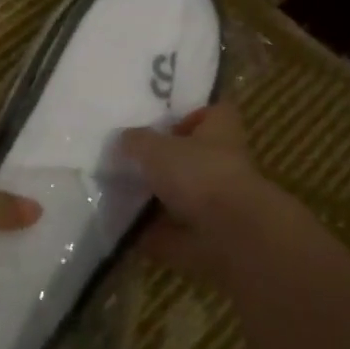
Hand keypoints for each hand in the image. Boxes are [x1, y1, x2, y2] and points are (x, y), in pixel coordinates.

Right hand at [120, 104, 281, 287]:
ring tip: (118, 193)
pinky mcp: (207, 236)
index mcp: (220, 131)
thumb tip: (124, 140)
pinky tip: (123, 229)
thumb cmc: (198, 175)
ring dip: (155, 198)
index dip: (190, 115)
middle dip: (164, 160)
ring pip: (182, 195)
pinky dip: (151, 233)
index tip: (162, 124)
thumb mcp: (155, 148)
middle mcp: (223, 163)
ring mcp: (218, 202)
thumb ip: (136, 142)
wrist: (231, 235)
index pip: (212, 112)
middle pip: (193, 156)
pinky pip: (173, 231)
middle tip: (128, 159)